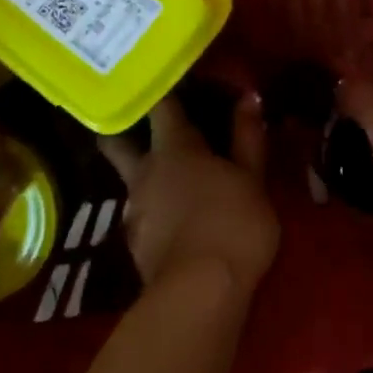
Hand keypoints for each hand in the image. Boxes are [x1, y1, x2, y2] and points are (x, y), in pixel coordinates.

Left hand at [98, 93, 278, 296]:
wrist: (200, 293)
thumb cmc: (234, 223)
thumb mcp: (253, 179)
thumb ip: (248, 137)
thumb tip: (248, 97)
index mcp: (174, 148)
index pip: (161, 106)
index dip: (163, 89)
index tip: (166, 78)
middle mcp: (144, 172)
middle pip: (118, 142)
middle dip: (121, 129)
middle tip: (134, 121)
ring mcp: (134, 210)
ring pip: (130, 181)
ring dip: (143, 175)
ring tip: (167, 178)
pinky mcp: (134, 244)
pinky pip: (141, 215)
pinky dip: (153, 210)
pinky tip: (172, 220)